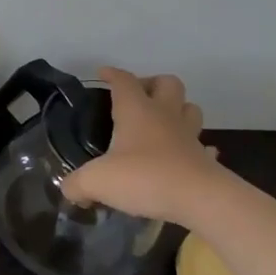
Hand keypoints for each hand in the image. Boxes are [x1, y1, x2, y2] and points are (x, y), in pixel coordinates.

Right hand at [59, 68, 222, 225]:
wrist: (202, 200)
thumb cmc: (145, 177)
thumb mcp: (97, 180)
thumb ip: (77, 184)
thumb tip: (69, 191)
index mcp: (136, 111)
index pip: (123, 80)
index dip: (112, 74)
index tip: (102, 74)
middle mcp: (164, 116)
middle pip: (167, 83)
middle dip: (152, 84)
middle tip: (137, 97)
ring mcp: (189, 137)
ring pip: (190, 109)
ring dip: (177, 109)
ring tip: (161, 122)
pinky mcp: (206, 161)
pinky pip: (204, 147)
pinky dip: (195, 147)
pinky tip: (184, 156)